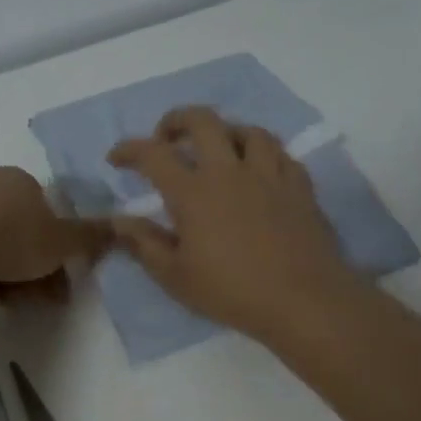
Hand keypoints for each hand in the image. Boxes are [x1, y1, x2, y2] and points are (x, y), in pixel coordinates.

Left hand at [0, 167, 109, 304]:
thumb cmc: (10, 237)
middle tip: (34, 300)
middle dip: (29, 272)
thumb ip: (90, 238)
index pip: (46, 217)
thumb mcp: (61, 243)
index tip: (59, 284)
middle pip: (17, 235)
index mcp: (22, 181)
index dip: (56, 253)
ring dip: (1, 278)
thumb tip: (124, 226)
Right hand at [108, 108, 359, 339]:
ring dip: (226, 132)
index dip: (129, 149)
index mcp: (194, 192)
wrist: (303, 301)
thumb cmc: (232, 291)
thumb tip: (118, 220)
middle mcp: (230, 171)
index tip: (116, 158)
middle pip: (203, 121)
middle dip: (177, 120)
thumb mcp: (175, 276)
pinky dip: (262, 154)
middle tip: (166, 137)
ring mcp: (269, 174)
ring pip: (248, 130)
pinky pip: (280, 154)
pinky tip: (259, 171)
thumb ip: (144, 243)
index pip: (153, 154)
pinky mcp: (300, 186)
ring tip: (218, 149)